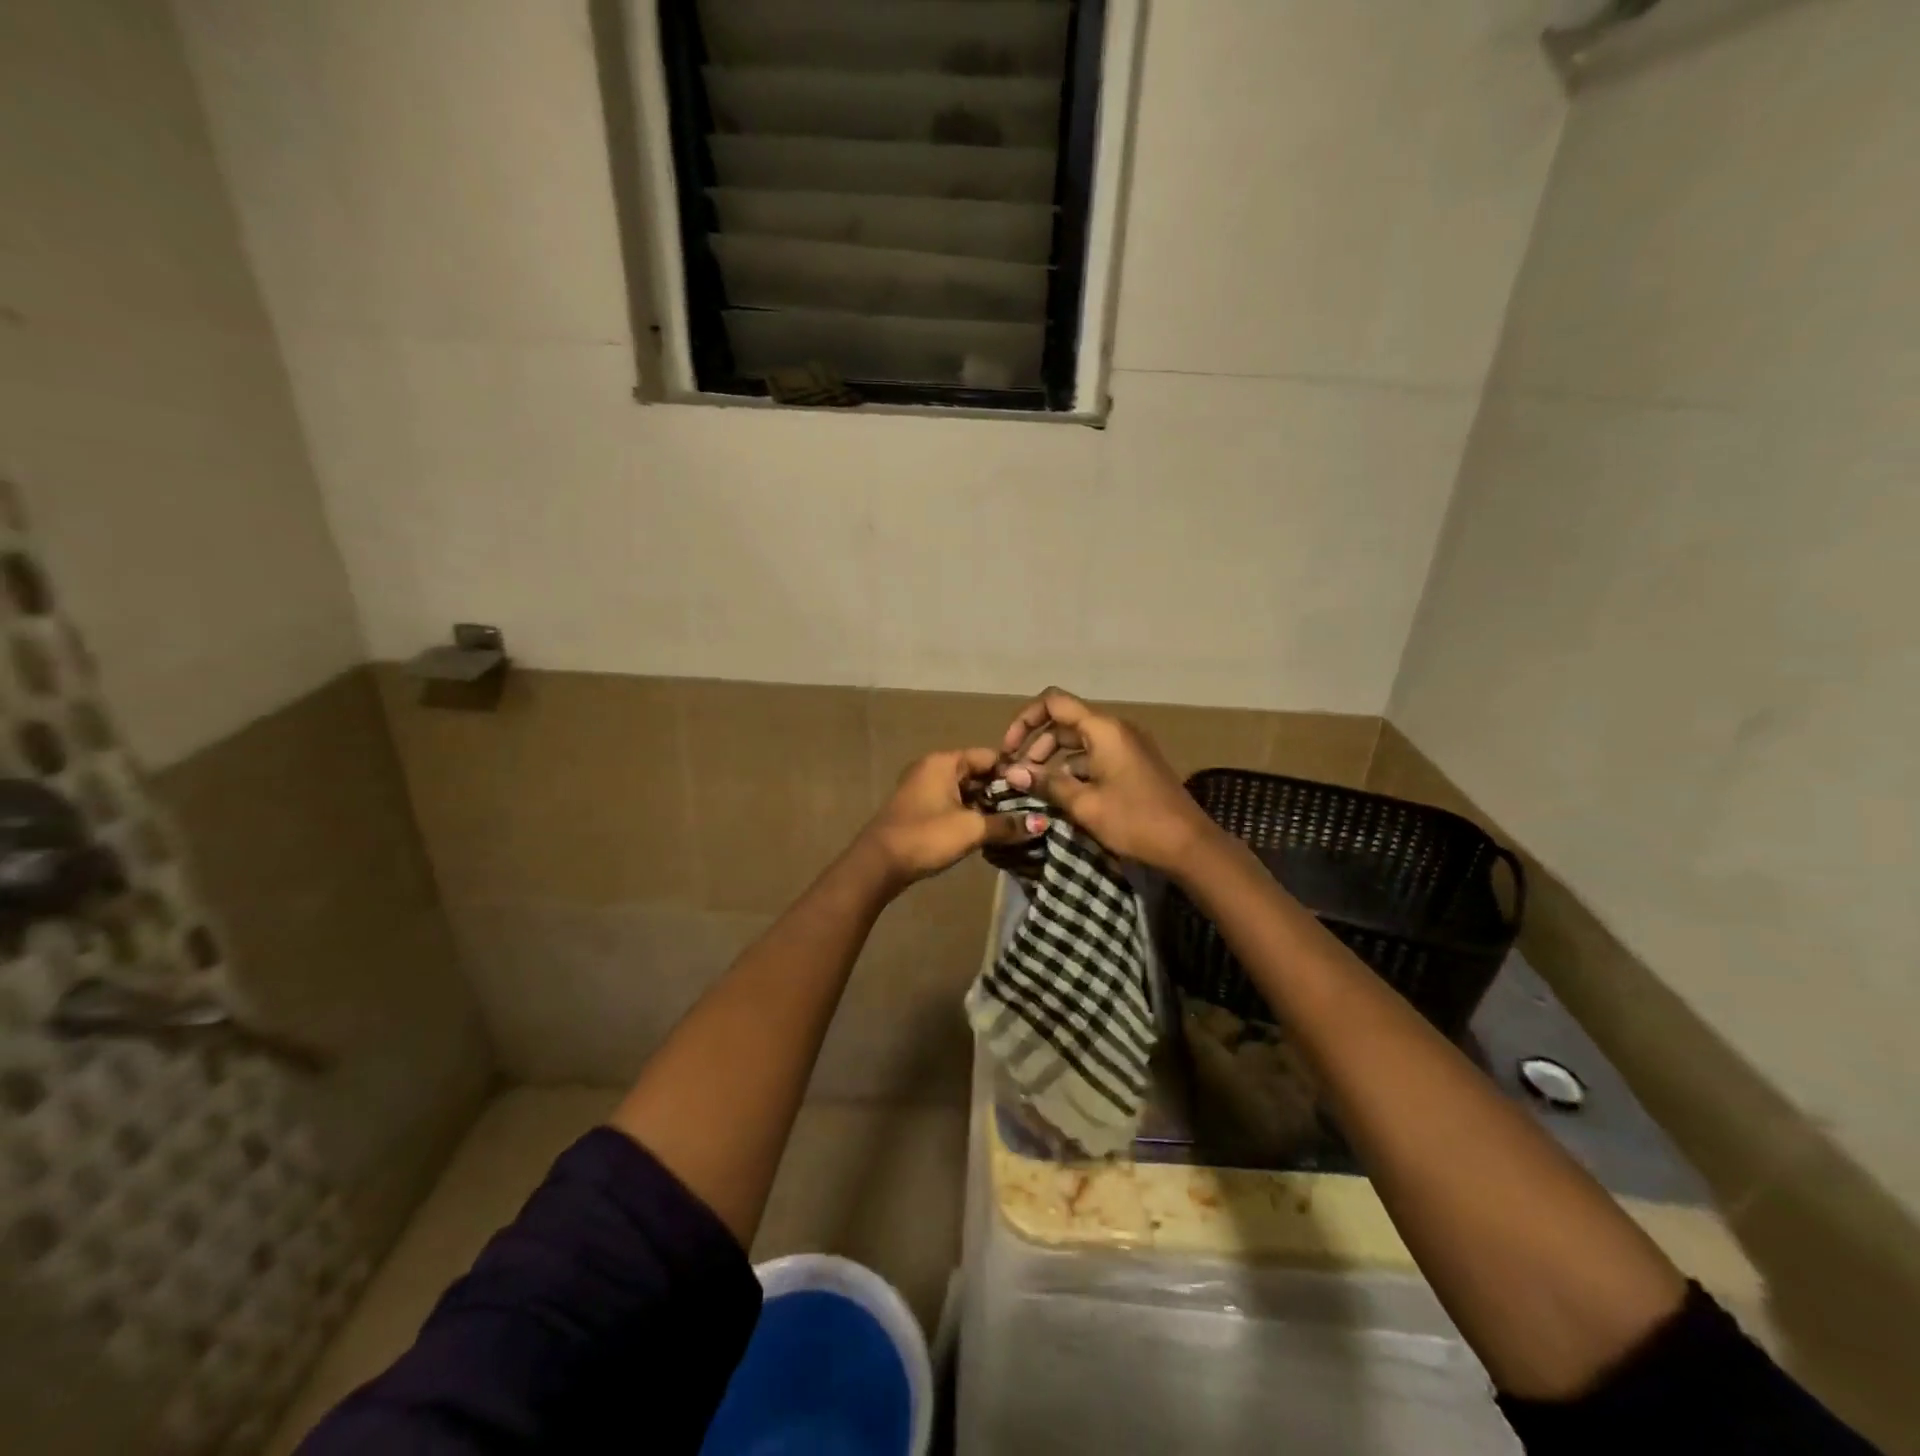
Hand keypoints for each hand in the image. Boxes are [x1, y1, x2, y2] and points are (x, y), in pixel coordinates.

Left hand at [859, 747, 1047, 891]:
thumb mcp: (971, 829)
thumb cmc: (926, 836)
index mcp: (944, 762)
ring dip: (987, 806)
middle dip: (1002, 792)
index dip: (1014, 773)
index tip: (1037, 792)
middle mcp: (933, 768)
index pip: (989, 757)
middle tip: (1030, 811)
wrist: (879, 864)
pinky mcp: (919, 809)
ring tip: (1014, 824)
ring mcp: (923, 788)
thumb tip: (1042, 823)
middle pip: (977, 773)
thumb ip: (1007, 824)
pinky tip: (988, 832)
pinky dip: (970, 814)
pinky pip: (952, 804)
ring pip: (965, 791)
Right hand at [999, 689, 1217, 872]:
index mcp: (1103, 729)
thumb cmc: (1135, 820)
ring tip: (1035, 785)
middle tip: (1019, 773)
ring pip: (1079, 740)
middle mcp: (1115, 728)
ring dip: (1053, 757)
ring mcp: (1127, 745)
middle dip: (1037, 743)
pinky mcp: (1133, 763)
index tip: (1009, 749)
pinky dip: (1074, 767)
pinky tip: (1061, 792)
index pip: (1054, 702)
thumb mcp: (1084, 804)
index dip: (1025, 720)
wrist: (1189, 844)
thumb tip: (1012, 772)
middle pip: (1065, 721)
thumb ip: (1046, 783)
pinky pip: (1095, 755)